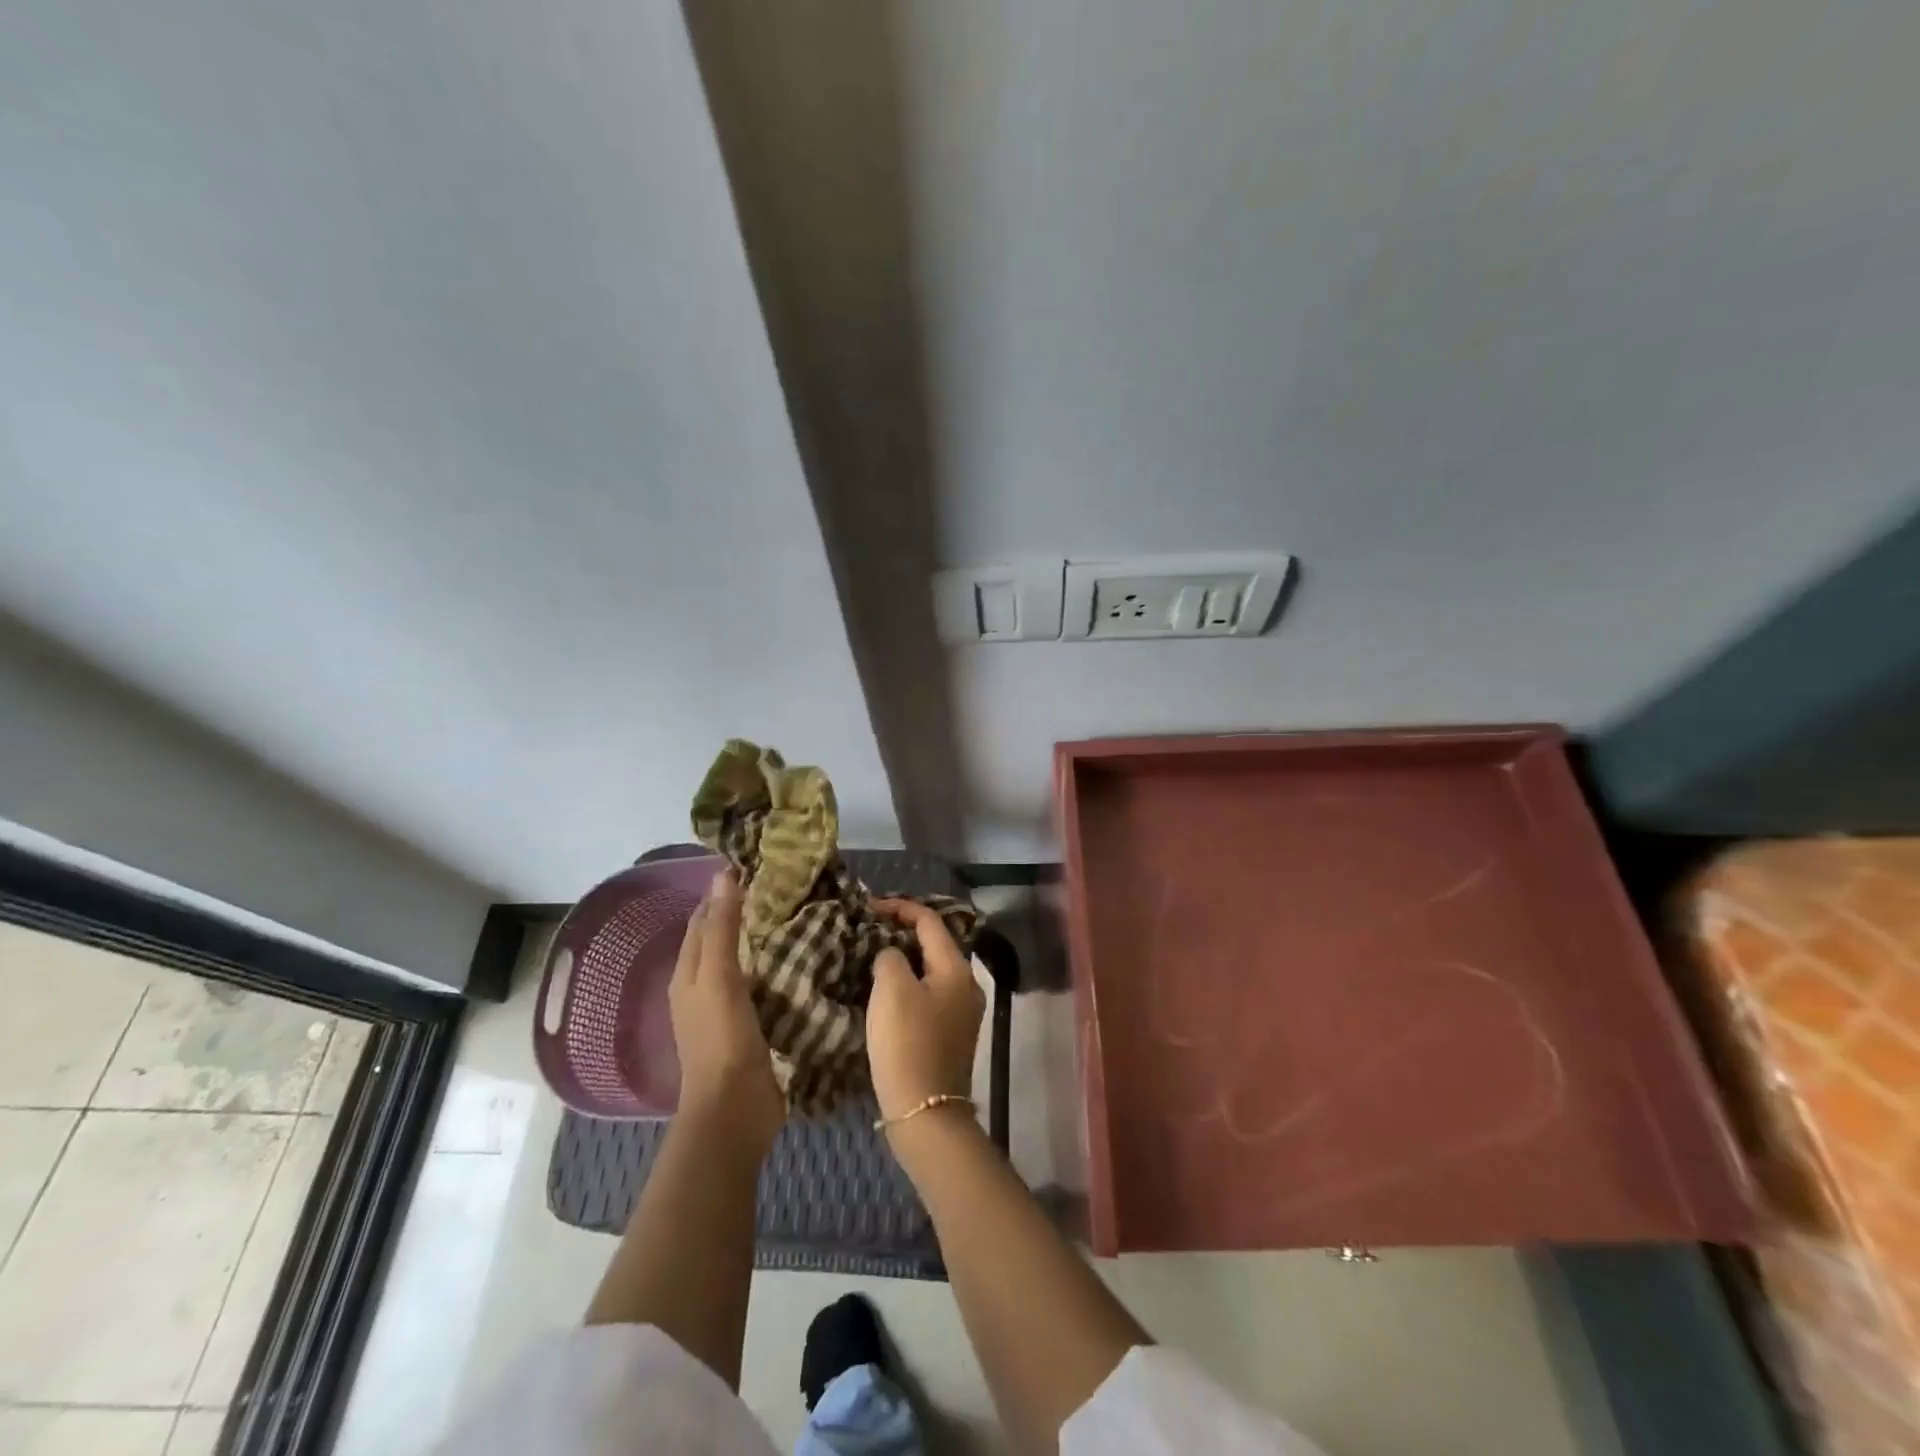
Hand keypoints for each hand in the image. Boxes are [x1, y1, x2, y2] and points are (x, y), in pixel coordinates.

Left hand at [669, 871, 783, 1157]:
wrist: (733, 1111)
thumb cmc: (721, 1040)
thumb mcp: (719, 978)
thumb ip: (722, 928)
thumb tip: (723, 875)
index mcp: (689, 972)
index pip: (703, 918)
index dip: (723, 891)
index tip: (759, 866)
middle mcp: (702, 986)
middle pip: (722, 937)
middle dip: (746, 911)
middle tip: (788, 887)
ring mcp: (726, 1008)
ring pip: (744, 960)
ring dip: (764, 939)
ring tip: (800, 914)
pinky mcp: (750, 1025)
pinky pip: (762, 983)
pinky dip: (776, 966)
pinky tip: (801, 957)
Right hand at [866, 898, 984, 1123]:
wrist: (925, 1113)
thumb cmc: (908, 1044)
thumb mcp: (892, 989)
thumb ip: (890, 957)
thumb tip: (892, 955)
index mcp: (956, 968)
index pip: (930, 920)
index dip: (899, 907)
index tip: (868, 907)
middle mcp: (967, 984)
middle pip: (934, 944)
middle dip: (902, 932)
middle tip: (869, 930)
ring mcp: (962, 1011)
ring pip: (931, 970)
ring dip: (904, 959)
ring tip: (872, 957)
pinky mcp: (951, 1034)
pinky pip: (929, 993)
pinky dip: (908, 983)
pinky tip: (885, 992)